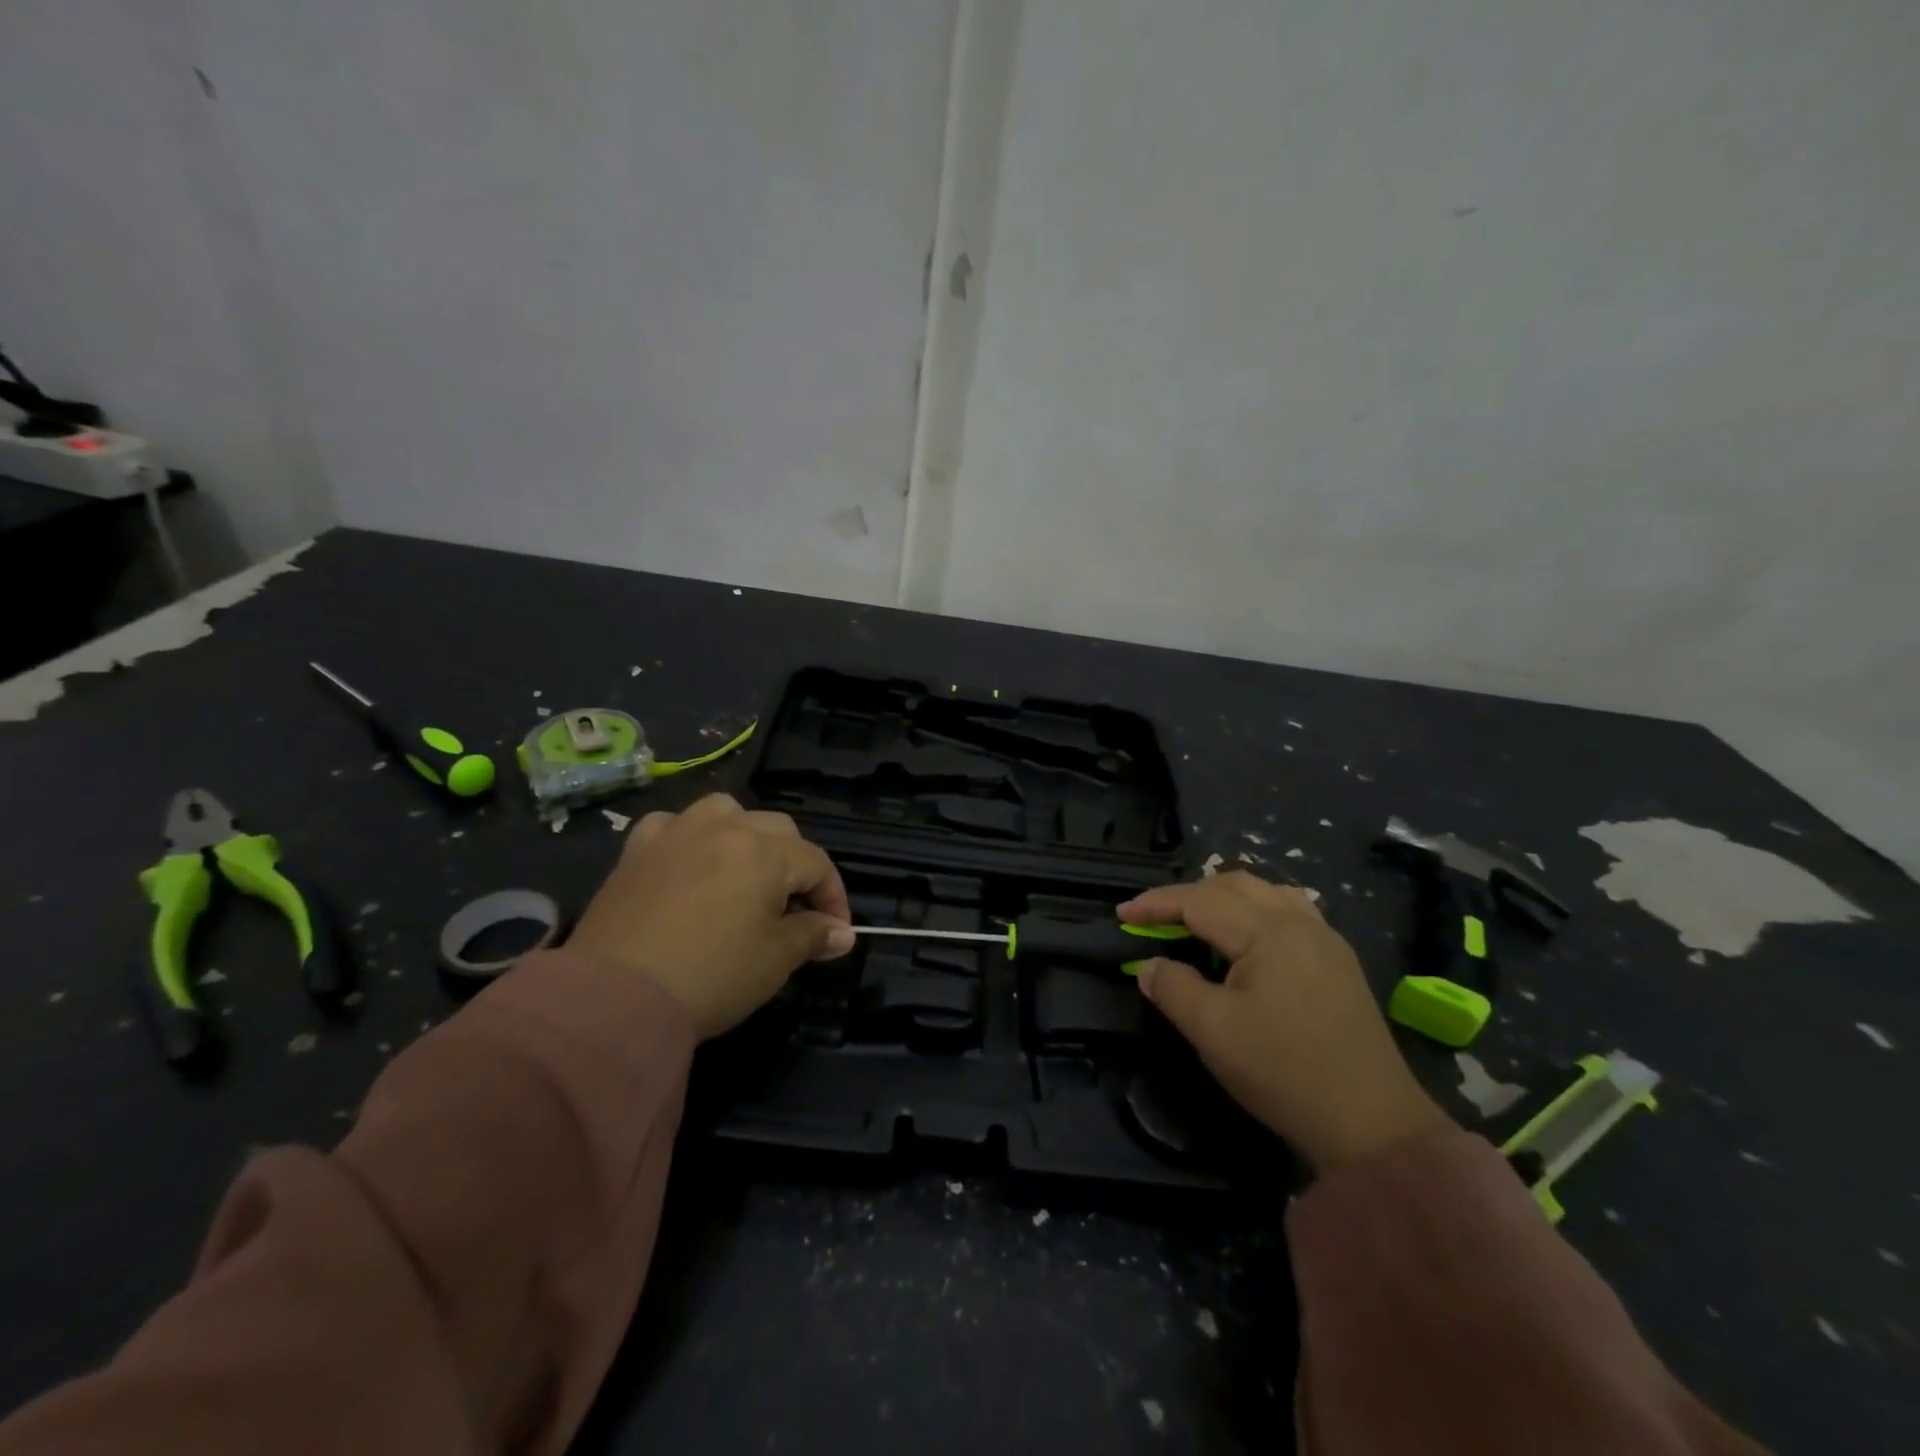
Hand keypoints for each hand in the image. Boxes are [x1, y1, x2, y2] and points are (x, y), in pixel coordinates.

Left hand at [567, 793, 853, 1039]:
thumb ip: (813, 936)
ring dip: (746, 836)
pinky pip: (674, 826)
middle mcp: (724, 827)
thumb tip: (841, 933)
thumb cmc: (710, 976)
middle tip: (794, 911)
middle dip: (795, 866)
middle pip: (778, 831)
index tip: (836, 934)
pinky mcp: (637, 849)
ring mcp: (677, 832)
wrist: (613, 999)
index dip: (834, 898)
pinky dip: (691, 839)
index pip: (817, 863)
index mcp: (765, 851)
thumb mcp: (775, 960)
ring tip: (745, 873)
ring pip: (727, 812)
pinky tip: (689, 863)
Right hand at [1117, 872, 1447, 1172]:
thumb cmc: (1284, 1072)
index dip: (1156, 903)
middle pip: (1233, 885)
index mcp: (1268, 932)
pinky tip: (1246, 936)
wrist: (1374, 1126)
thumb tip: (1150, 966)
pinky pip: (1289, 911)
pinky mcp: (1338, 962)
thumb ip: (1173, 988)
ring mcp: (1325, 940)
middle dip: (1188, 894)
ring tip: (1197, 920)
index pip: (1200, 901)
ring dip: (1224, 897)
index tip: (1121, 913)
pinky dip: (1254, 910)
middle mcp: (1299, 922)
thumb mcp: (1213, 1032)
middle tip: (1155, 917)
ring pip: (1265, 893)